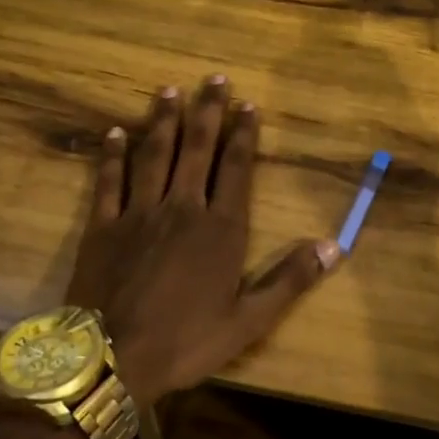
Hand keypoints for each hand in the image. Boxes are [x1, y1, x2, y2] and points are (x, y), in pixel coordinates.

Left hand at [65, 76, 339, 404]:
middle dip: (207, 112)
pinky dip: (112, 155)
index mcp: (220, 228)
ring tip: (169, 90)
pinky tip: (113, 132)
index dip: (244, 134)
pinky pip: (108, 181)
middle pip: (197, 149)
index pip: (235, 168)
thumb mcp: (249, 320)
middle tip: (213, 78)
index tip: (248, 105)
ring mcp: (139, 213)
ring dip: (163, 121)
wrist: (112, 359)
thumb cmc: (186, 341)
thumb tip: (335, 246)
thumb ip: (290, 279)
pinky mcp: (103, 226)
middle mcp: (182, 208)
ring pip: (154, 155)